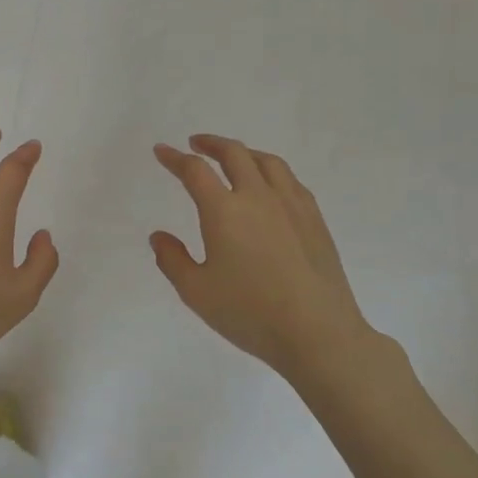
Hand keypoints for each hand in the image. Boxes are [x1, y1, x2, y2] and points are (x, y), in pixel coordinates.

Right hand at [150, 135, 406, 390]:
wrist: (318, 333)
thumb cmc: (250, 313)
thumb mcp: (196, 292)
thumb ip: (172, 260)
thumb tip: (159, 236)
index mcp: (224, 210)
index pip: (195, 171)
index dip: (174, 158)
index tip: (162, 151)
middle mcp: (258, 197)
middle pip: (234, 154)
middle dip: (211, 144)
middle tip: (196, 144)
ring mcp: (291, 205)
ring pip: (267, 162)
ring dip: (244, 153)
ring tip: (234, 158)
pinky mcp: (314, 219)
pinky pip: (290, 180)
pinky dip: (271, 171)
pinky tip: (270, 186)